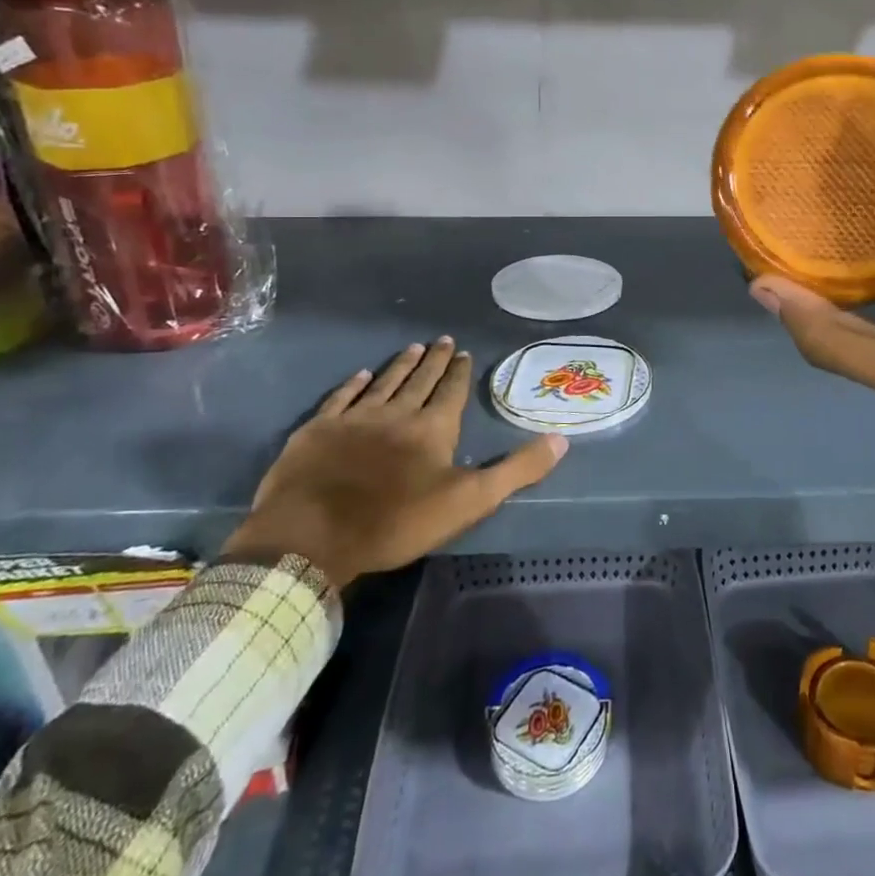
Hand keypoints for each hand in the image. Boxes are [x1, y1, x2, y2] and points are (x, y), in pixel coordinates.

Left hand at [223, 338, 567, 586]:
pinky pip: (341, 398)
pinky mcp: (318, 430)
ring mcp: (354, 419)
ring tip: (412, 347)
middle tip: (442, 339)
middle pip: (419, 380)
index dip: (458, 372)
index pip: (451, 391)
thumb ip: (516, 470)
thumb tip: (561, 439)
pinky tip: (361, 374)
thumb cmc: (397, 521)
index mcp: (433, 428)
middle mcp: (396, 413)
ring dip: (400, 365)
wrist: (313, 535)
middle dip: (434, 360)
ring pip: (383, 382)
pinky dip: (353, 384)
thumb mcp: (470, 501)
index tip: (463, 352)